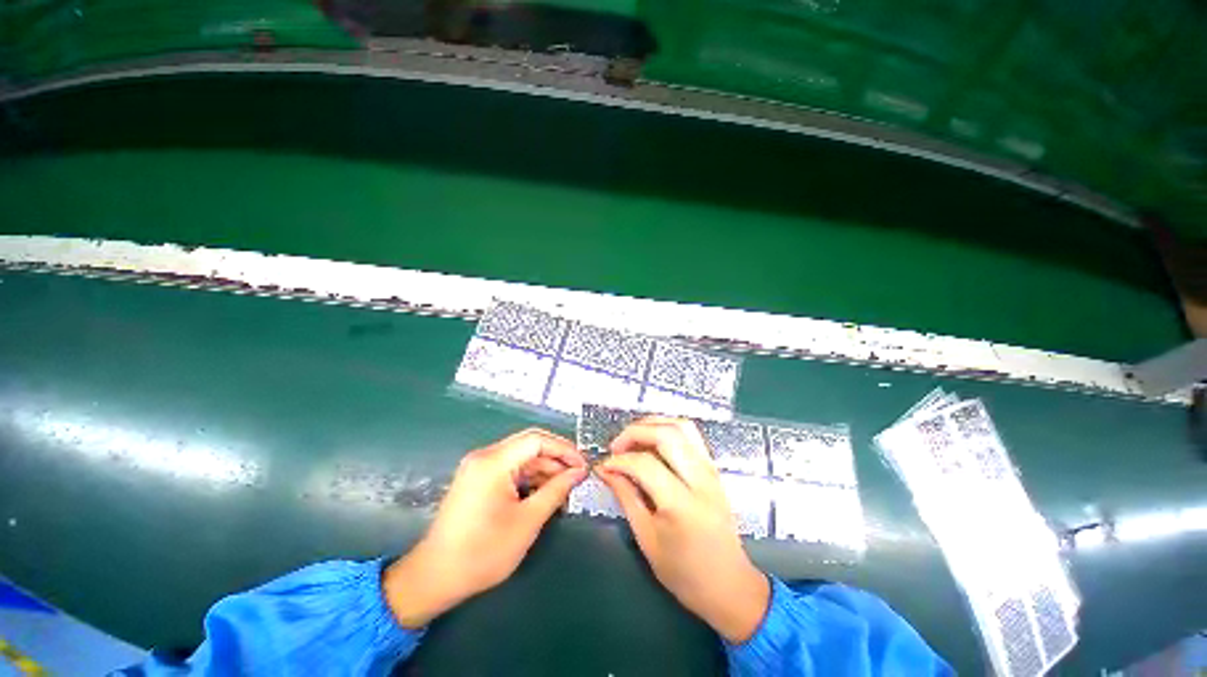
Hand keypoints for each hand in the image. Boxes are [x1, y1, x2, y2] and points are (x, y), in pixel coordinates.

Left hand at [383, 429, 585, 627]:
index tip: (582, 464)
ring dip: (544, 468)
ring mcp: (479, 467)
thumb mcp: (527, 521)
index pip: (537, 440)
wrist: (435, 577)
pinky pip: (511, 468)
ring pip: (521, 456)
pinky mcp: (478, 479)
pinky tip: (545, 491)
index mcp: (494, 462)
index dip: (564, 449)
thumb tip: (578, 472)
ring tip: (565, 486)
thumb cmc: (483, 552)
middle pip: (529, 444)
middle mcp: (485, 456)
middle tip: (577, 473)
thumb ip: (556, 491)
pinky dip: (530, 477)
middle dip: (556, 457)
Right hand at [596, 417, 769, 642]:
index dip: (619, 461)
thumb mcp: (647, 539)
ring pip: (682, 426)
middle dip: (635, 432)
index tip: (604, 466)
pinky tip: (653, 443)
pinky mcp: (714, 469)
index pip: (645, 464)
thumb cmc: (685, 573)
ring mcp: (711, 471)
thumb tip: (606, 471)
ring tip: (633, 438)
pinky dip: (668, 429)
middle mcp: (701, 480)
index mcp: (682, 505)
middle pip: (666, 434)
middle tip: (617, 446)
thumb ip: (626, 497)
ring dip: (653, 424)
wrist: (730, 586)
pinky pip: (691, 435)